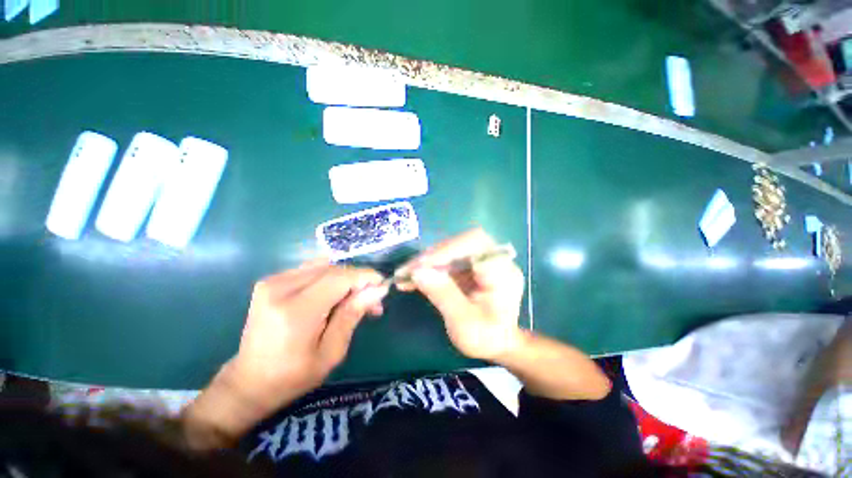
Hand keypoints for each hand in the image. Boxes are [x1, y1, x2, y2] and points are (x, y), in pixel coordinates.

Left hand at [230, 260, 388, 410]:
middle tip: (372, 300)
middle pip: (333, 269)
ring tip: (355, 298)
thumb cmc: (293, 376)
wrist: (249, 382)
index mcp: (296, 311)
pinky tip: (335, 294)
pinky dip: (330, 278)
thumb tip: (378, 290)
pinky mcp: (271, 280)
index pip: (340, 278)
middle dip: (358, 280)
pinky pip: (311, 270)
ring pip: (324, 266)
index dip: (365, 277)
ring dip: (345, 279)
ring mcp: (272, 281)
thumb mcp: (331, 352)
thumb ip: (353, 314)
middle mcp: (281, 288)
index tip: (382, 286)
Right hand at [399, 229, 524, 360]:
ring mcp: (483, 258)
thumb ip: (443, 295)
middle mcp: (495, 259)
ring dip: (428, 259)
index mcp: (503, 273)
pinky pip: (448, 257)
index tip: (421, 265)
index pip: (476, 244)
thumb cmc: (485, 338)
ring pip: (452, 247)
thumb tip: (417, 272)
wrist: (498, 343)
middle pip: (462, 242)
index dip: (447, 250)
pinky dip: (430, 265)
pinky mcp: (471, 262)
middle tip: (408, 269)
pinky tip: (413, 275)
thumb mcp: (464, 324)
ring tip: (406, 273)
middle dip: (433, 254)